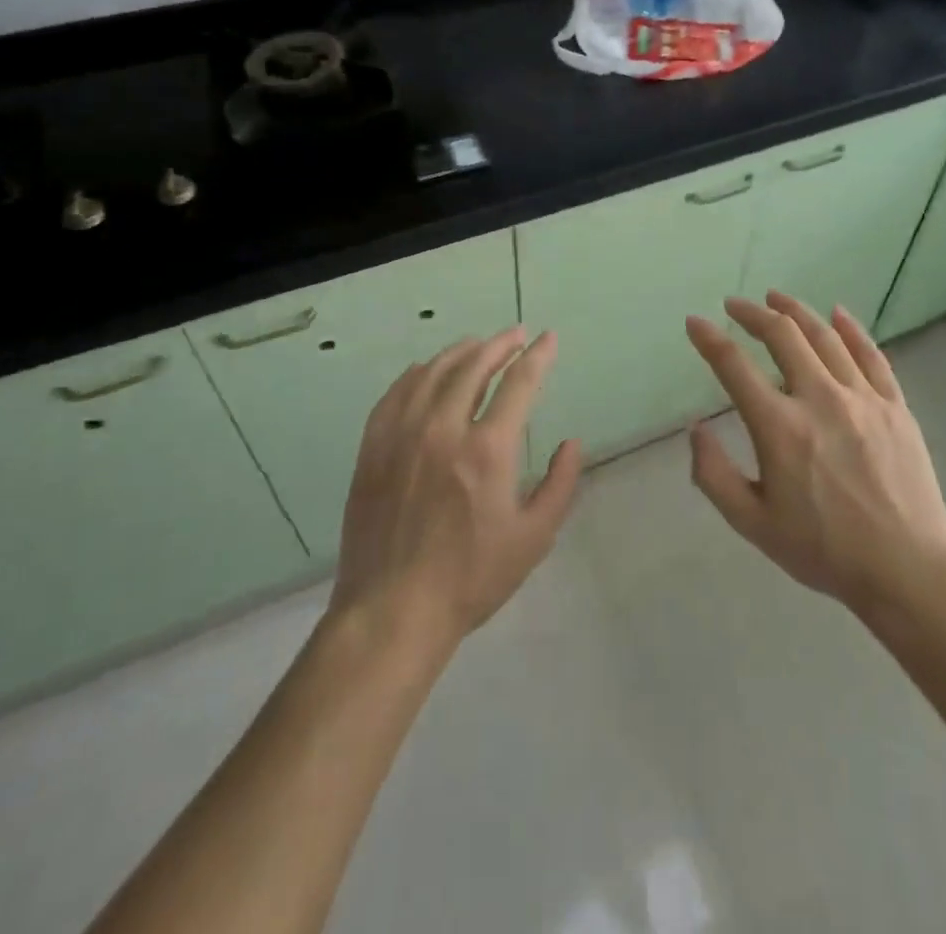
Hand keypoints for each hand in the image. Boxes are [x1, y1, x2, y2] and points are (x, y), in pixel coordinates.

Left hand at [332, 328, 582, 644]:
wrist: (392, 610)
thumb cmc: (470, 578)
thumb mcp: (533, 538)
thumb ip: (560, 485)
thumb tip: (572, 443)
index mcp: (487, 450)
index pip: (518, 383)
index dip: (538, 355)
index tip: (548, 338)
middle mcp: (443, 429)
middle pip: (474, 366)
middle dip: (500, 344)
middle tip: (516, 334)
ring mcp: (402, 435)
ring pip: (433, 372)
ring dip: (461, 351)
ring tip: (478, 345)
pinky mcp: (374, 447)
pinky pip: (396, 393)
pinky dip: (418, 373)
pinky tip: (427, 370)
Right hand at [685, 293, 945, 617]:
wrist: (908, 571)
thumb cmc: (825, 551)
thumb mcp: (753, 524)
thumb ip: (714, 475)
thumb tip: (696, 429)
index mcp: (780, 427)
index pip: (734, 366)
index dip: (709, 339)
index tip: (695, 323)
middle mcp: (820, 399)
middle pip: (783, 336)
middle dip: (753, 313)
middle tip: (735, 305)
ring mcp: (863, 398)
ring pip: (825, 336)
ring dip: (796, 311)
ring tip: (776, 298)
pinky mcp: (895, 406)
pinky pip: (871, 355)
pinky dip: (851, 329)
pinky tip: (838, 313)